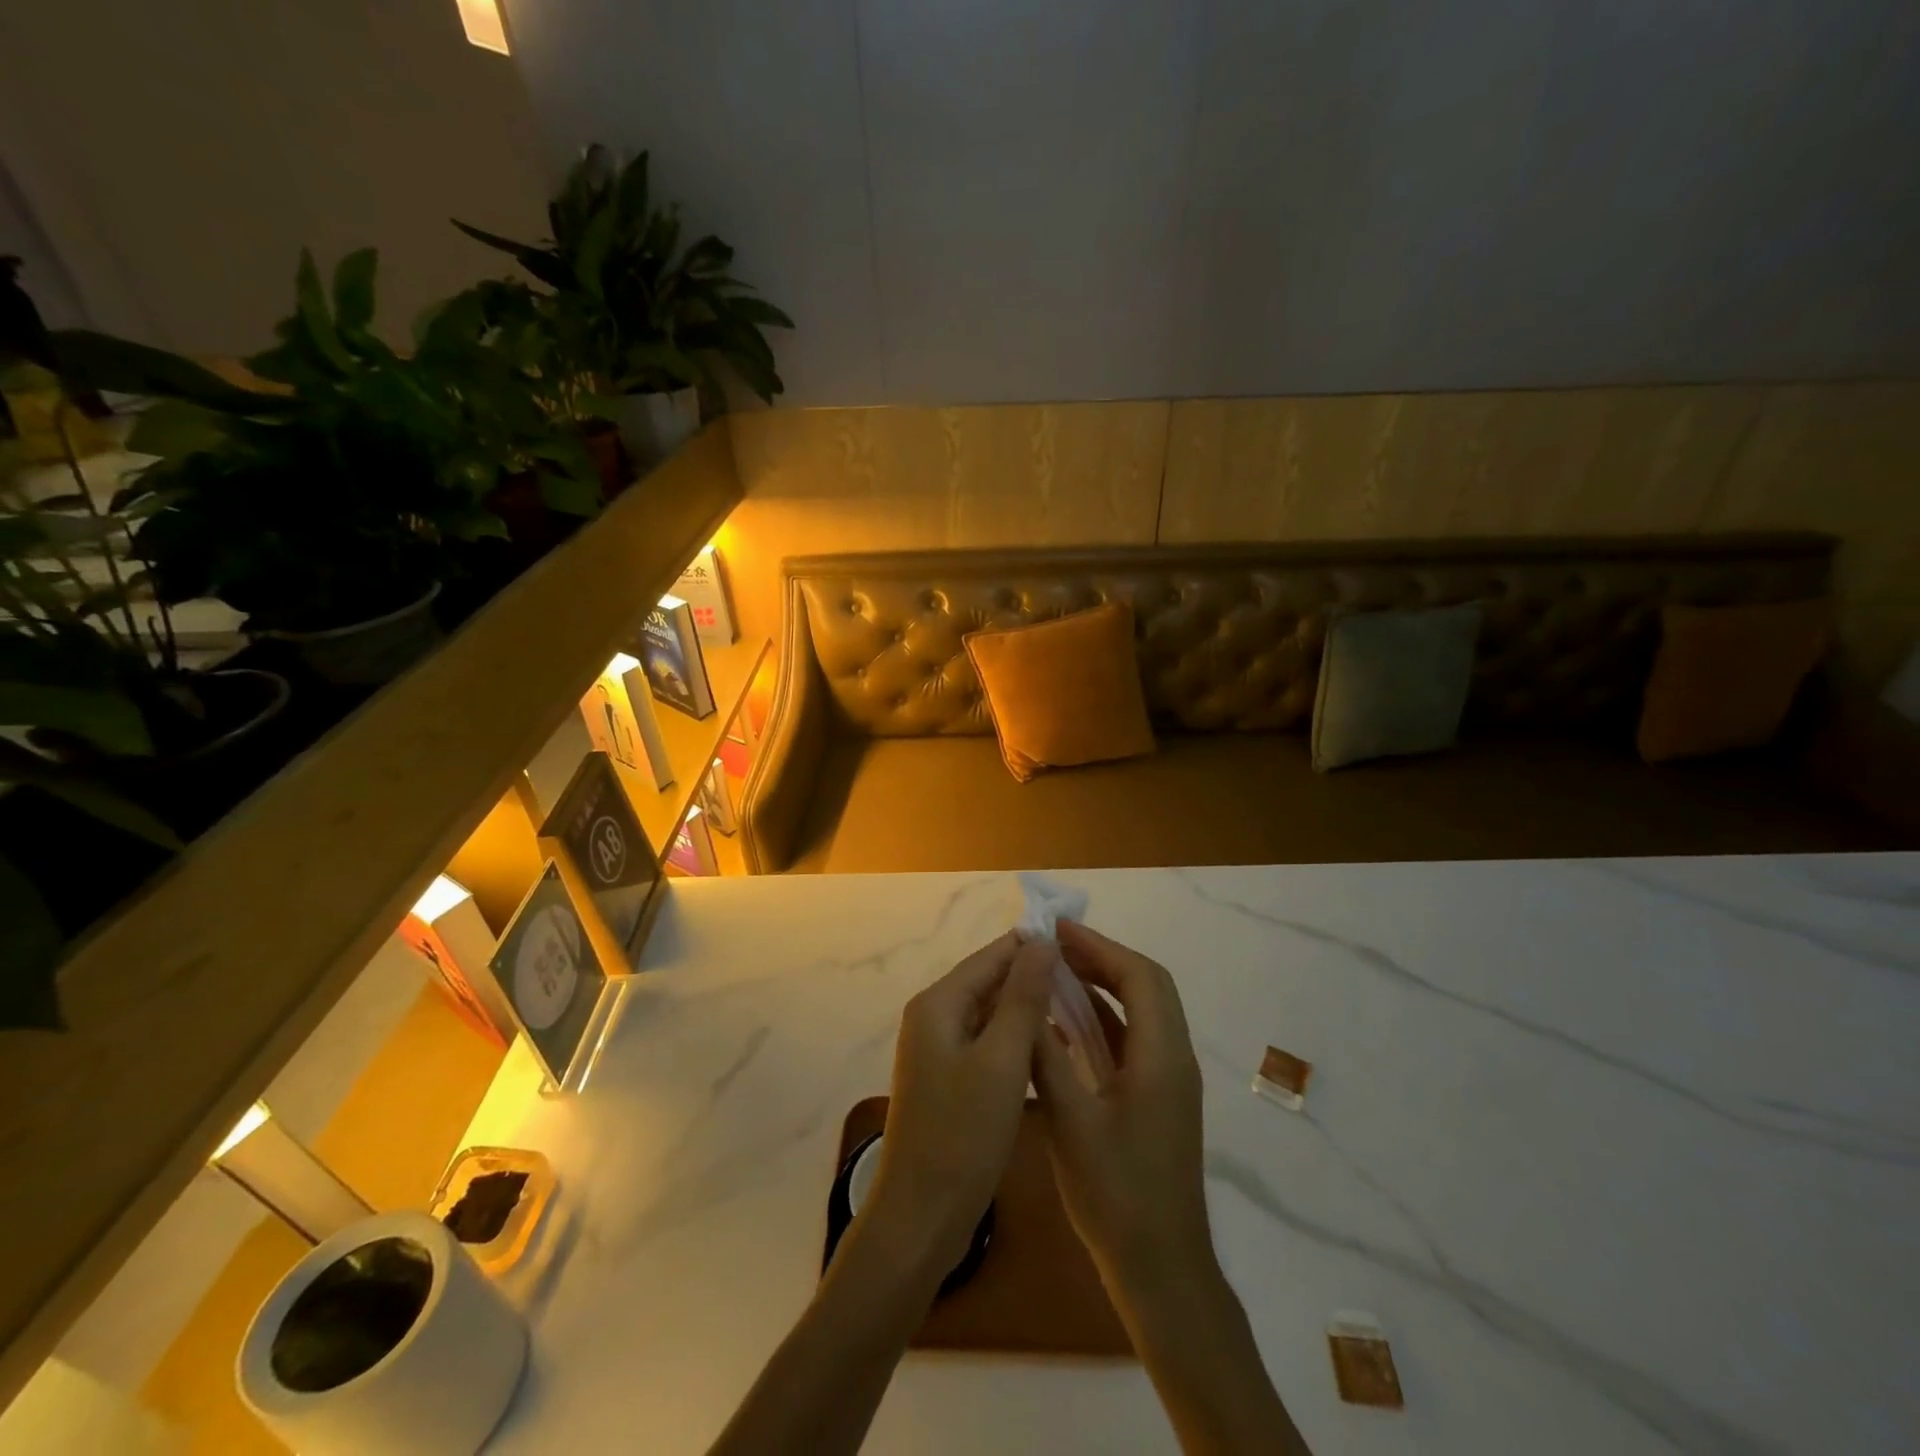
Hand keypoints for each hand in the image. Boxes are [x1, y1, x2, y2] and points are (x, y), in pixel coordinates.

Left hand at [864, 932, 1054, 1274]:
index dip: (1034, 946)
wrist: (921, 1217)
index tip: (1081, 947)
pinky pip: (987, 1041)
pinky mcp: (949, 1077)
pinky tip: (1049, 1046)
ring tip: (1078, 1008)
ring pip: (990, 1012)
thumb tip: (1042, 941)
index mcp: (938, 1003)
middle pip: (990, 980)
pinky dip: (1015, 1038)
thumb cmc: (963, 1135)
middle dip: (1033, 977)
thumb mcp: (1002, 1060)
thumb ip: (1023, 997)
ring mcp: (938, 1048)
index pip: (992, 955)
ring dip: (1027, 1009)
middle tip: (1087, 982)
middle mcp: (933, 1016)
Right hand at [1032, 920, 1212, 1301]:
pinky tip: (1066, 1024)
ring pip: (1141, 1011)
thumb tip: (1024, 1001)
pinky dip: (1104, 1019)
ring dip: (1103, 986)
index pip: (1139, 977)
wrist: (1161, 1270)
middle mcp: (1174, 1058)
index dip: (1099, 946)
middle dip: (1101, 957)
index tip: (1057, 930)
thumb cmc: (1116, 1195)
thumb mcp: (1070, 1122)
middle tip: (1054, 946)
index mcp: (1162, 1057)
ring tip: (1056, 972)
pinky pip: (1133, 1039)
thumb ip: (1046, 1057)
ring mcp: (1169, 1080)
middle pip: (1146, 986)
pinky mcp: (1158, 1098)